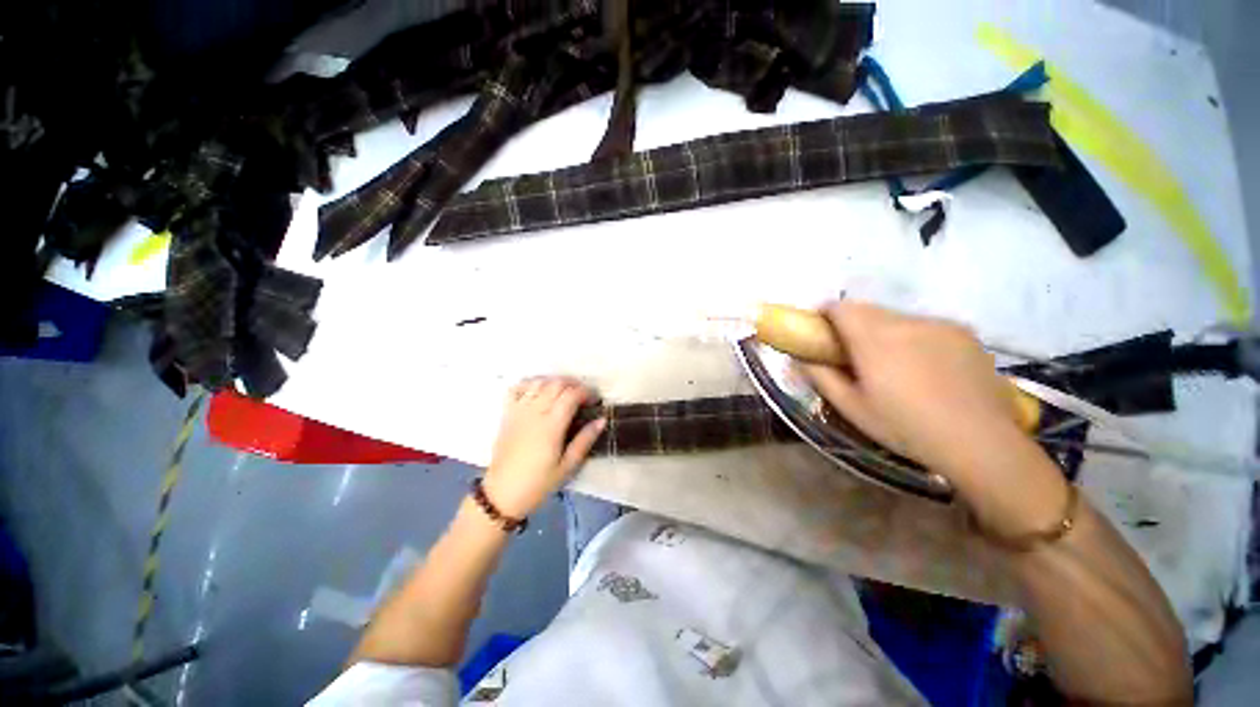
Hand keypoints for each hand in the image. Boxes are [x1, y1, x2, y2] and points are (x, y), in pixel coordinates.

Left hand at [482, 377, 605, 518]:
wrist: (501, 494)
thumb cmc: (538, 483)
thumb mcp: (567, 466)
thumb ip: (585, 440)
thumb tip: (602, 420)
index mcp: (551, 425)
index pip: (571, 395)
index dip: (586, 392)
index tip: (595, 400)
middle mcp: (535, 412)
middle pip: (556, 384)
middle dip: (574, 384)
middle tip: (584, 395)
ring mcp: (519, 411)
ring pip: (538, 382)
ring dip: (555, 381)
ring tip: (565, 391)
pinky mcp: (507, 414)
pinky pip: (517, 389)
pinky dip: (530, 383)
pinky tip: (539, 390)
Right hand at [800, 302, 1067, 537]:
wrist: (981, 442)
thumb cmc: (905, 427)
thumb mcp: (851, 407)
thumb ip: (821, 376)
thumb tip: (801, 358)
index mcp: (874, 338)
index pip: (841, 307)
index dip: (826, 314)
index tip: (822, 333)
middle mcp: (906, 322)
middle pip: (867, 310)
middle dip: (853, 325)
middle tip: (854, 355)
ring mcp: (939, 324)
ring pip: (896, 317)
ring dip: (884, 331)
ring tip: (893, 365)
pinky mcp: (964, 332)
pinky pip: (925, 326)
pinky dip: (913, 337)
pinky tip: (925, 368)